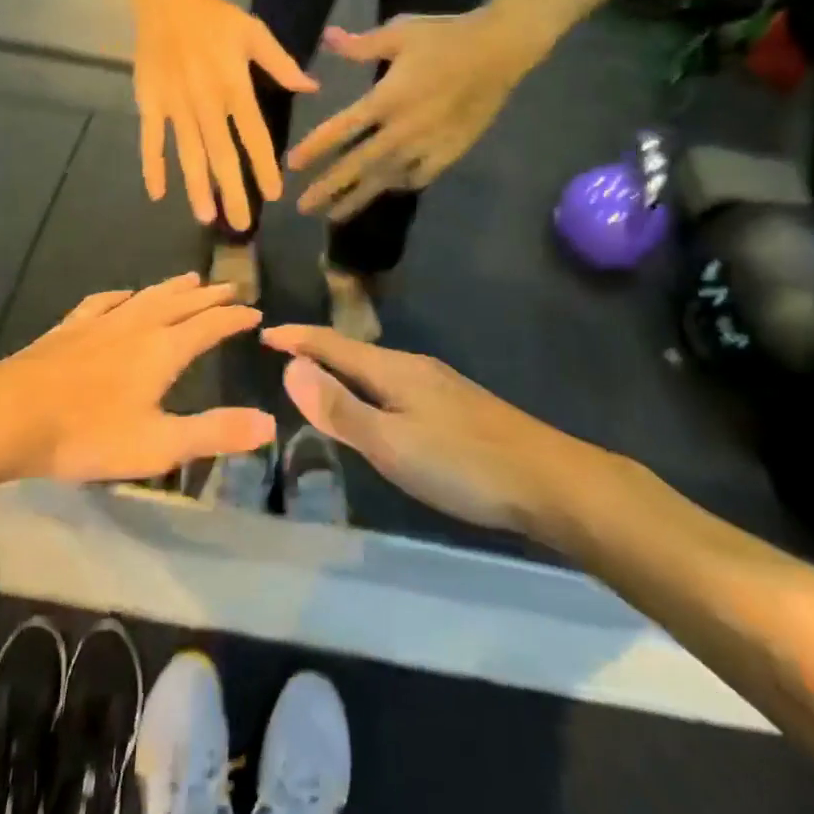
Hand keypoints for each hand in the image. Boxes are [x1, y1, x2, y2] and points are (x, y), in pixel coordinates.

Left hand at [0, 274, 274, 483]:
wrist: (9, 416)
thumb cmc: (88, 434)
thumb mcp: (159, 444)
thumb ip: (215, 432)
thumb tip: (269, 422)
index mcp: (163, 350)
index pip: (210, 325)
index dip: (234, 318)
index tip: (255, 312)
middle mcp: (138, 325)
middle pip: (181, 303)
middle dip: (209, 296)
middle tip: (231, 287)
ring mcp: (101, 322)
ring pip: (147, 296)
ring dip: (173, 288)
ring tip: (190, 279)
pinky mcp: (71, 327)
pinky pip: (105, 301)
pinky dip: (124, 295)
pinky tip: (123, 295)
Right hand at [133, 0, 316, 229]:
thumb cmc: (215, 18)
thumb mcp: (255, 34)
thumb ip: (282, 64)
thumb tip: (312, 87)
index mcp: (234, 87)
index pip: (254, 136)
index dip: (264, 167)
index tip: (273, 195)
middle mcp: (206, 103)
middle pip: (221, 155)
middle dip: (232, 192)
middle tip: (240, 226)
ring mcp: (175, 105)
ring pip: (188, 154)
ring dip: (197, 187)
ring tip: (206, 217)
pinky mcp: (150, 103)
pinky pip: (151, 139)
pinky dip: (152, 166)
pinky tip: (157, 193)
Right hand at [263, 326, 574, 532]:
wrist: (549, 480)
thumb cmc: (462, 464)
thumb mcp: (391, 442)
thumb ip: (340, 408)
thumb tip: (291, 367)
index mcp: (394, 370)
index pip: (332, 345)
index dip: (297, 339)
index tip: (264, 333)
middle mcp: (415, 367)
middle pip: (355, 352)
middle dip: (317, 351)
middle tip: (284, 355)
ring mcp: (441, 385)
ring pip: (378, 370)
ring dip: (344, 370)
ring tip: (320, 379)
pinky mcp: (458, 406)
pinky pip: (398, 387)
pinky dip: (370, 388)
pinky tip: (379, 409)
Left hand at [289, 10, 533, 220]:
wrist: (500, 50)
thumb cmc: (446, 37)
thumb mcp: (399, 32)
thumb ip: (361, 44)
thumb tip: (327, 38)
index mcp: (385, 100)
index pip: (341, 130)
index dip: (315, 148)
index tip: (292, 165)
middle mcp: (401, 130)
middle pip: (358, 165)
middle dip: (329, 187)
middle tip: (303, 207)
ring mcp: (427, 145)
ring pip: (386, 178)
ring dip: (359, 197)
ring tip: (335, 216)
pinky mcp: (451, 151)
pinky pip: (420, 176)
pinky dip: (402, 184)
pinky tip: (390, 189)